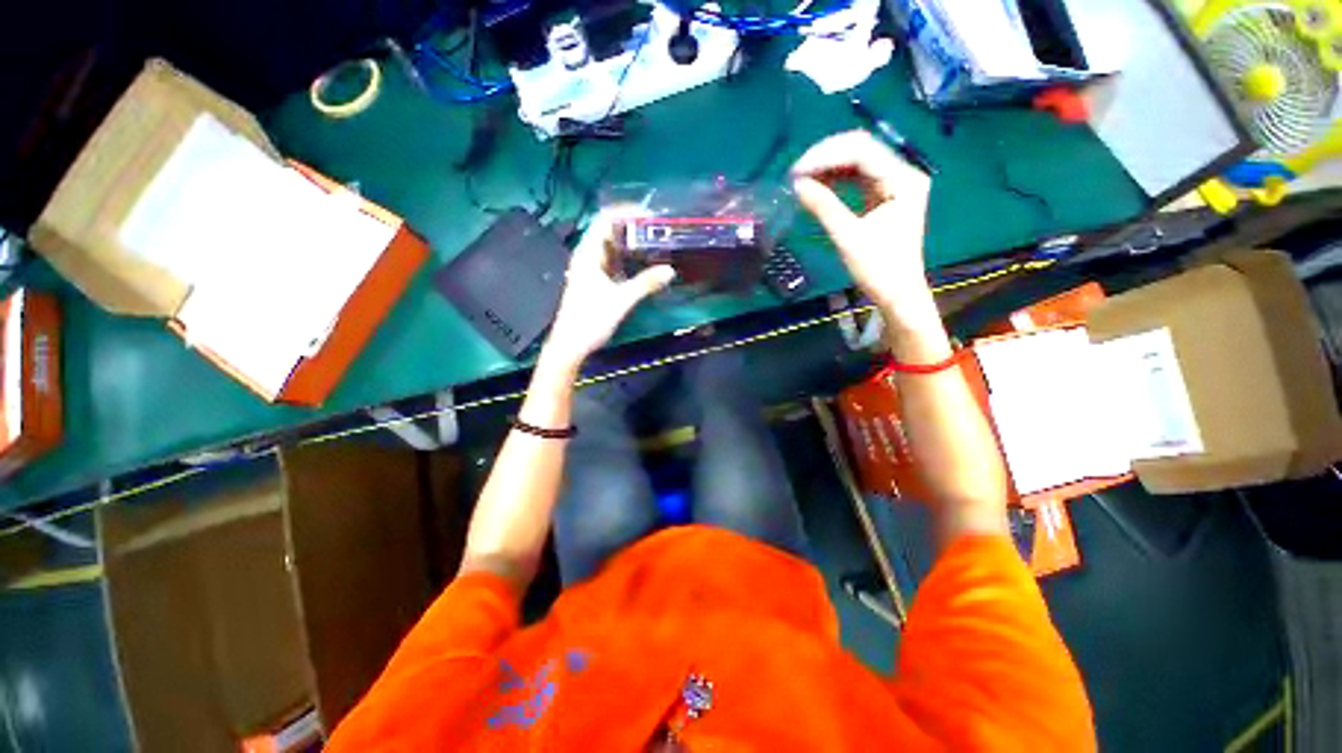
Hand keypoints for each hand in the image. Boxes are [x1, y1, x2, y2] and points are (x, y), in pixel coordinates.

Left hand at [541, 209, 675, 369]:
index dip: (626, 211)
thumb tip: (670, 270)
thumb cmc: (590, 320)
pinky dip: (628, 260)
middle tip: (658, 230)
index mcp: (588, 253)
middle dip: (633, 227)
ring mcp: (590, 269)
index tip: (650, 215)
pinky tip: (643, 265)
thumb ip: (645, 283)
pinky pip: (613, 263)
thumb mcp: (621, 301)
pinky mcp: (595, 282)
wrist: (570, 345)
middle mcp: (587, 256)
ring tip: (655, 244)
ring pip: (612, 248)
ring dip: (631, 244)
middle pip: (609, 231)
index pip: (605, 219)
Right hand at [791, 130, 934, 323]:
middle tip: (796, 173)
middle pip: (862, 149)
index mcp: (903, 180)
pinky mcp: (885, 195)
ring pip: (859, 161)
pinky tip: (817, 184)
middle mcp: (903, 174)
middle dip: (827, 157)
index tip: (797, 171)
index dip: (826, 156)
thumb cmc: (878, 268)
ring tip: (802, 178)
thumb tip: (796, 185)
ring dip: (829, 166)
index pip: (862, 152)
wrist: (897, 293)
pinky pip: (858, 177)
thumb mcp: (848, 237)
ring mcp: (895, 183)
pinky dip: (837, 178)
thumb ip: (823, 206)